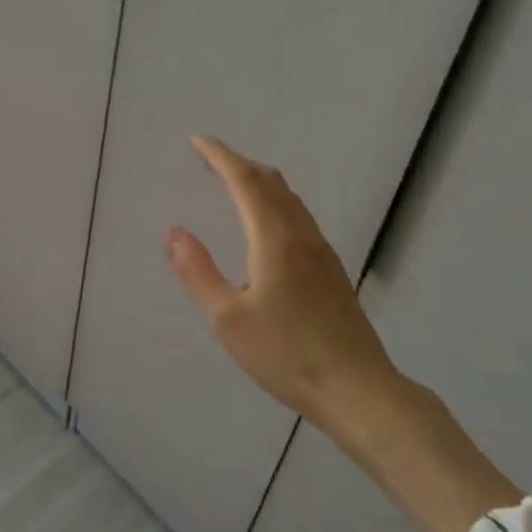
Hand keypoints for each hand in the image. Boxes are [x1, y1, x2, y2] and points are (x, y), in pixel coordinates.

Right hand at [164, 135, 408, 432]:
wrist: (358, 389)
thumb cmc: (286, 355)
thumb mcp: (228, 319)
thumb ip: (198, 272)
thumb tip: (174, 231)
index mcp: (274, 239)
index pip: (245, 181)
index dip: (220, 156)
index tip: (197, 141)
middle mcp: (301, 235)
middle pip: (270, 182)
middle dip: (238, 163)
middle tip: (209, 159)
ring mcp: (321, 251)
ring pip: (288, 198)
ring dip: (259, 180)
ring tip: (233, 181)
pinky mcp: (331, 269)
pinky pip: (298, 215)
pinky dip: (274, 200)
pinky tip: (268, 221)